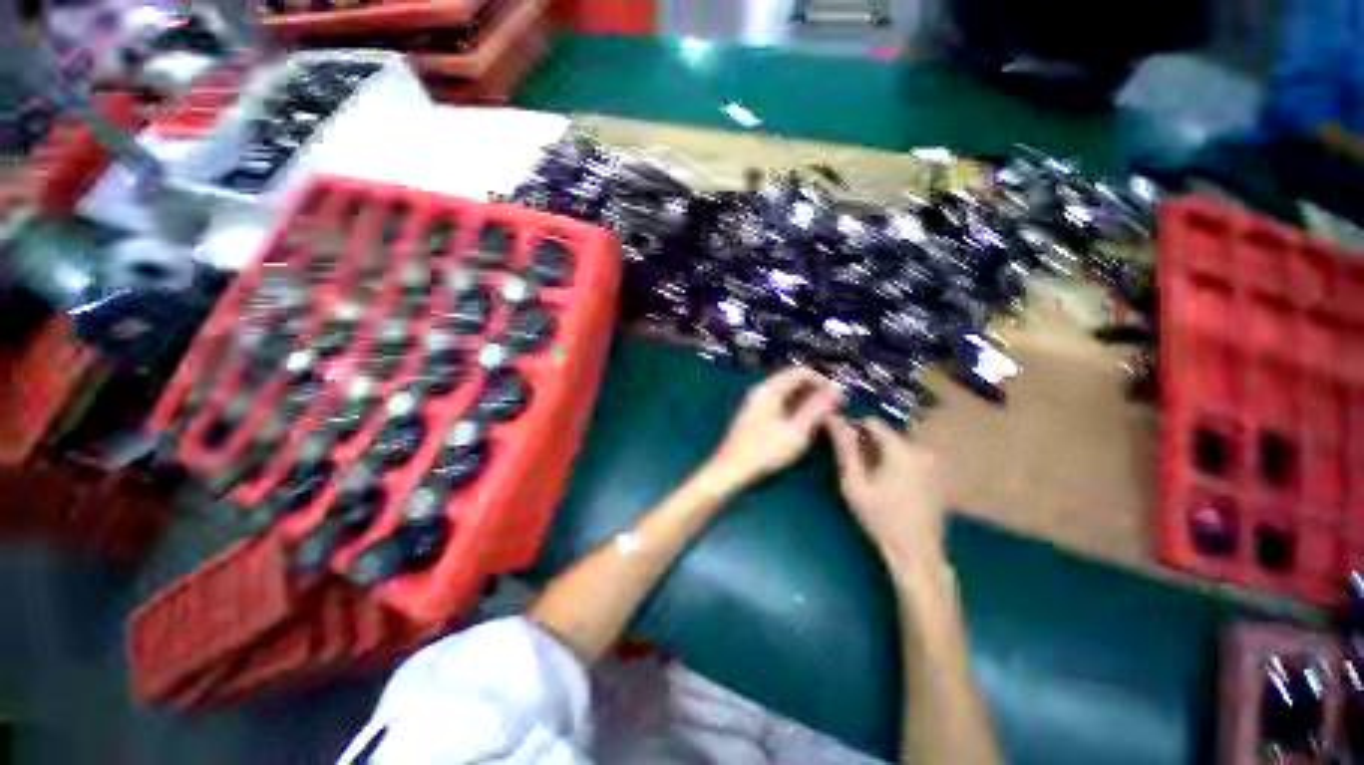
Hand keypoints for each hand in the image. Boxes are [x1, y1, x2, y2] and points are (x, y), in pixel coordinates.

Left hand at [705, 367, 839, 491]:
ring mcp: (757, 403)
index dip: (823, 381)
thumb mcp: (796, 431)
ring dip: (807, 402)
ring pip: (787, 394)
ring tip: (824, 419)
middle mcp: (762, 390)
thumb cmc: (764, 451)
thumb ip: (817, 408)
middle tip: (835, 410)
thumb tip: (836, 390)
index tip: (840, 398)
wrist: (731, 470)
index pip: (801, 372)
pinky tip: (805, 425)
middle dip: (816, 392)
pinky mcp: (756, 416)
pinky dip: (796, 410)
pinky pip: (780, 404)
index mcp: (770, 389)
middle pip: (794, 381)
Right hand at [827, 416, 946, 567]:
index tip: (843, 442)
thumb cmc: (880, 518)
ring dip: (882, 451)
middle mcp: (922, 449)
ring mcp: (934, 462)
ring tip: (871, 474)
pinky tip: (889, 482)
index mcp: (902, 450)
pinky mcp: (938, 473)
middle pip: (887, 432)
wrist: (916, 553)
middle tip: (856, 463)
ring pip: (899, 443)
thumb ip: (845, 449)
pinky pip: (911, 455)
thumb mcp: (854, 483)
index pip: (872, 422)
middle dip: (869, 441)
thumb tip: (833, 419)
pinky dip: (897, 460)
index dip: (854, 427)